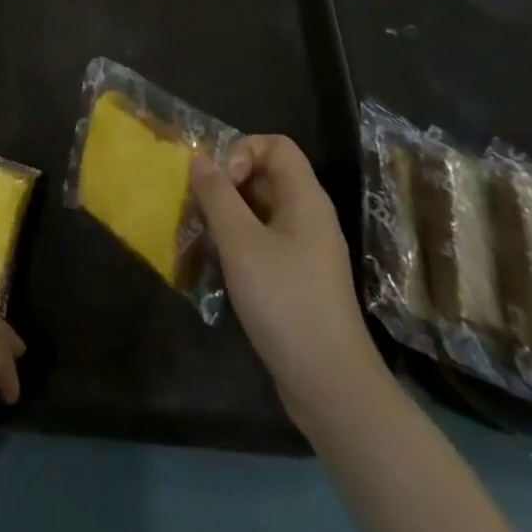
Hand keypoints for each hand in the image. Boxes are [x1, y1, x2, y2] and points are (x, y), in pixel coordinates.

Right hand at [191, 135, 380, 424]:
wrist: (331, 386)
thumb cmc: (285, 302)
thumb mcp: (241, 243)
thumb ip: (218, 195)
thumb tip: (200, 158)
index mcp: (305, 198)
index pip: (275, 145)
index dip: (243, 151)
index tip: (222, 184)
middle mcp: (309, 216)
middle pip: (266, 175)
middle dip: (228, 184)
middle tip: (201, 211)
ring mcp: (306, 250)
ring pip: (262, 210)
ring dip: (229, 216)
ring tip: (204, 239)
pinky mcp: (299, 280)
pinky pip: (265, 241)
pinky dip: (240, 243)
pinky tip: (220, 268)